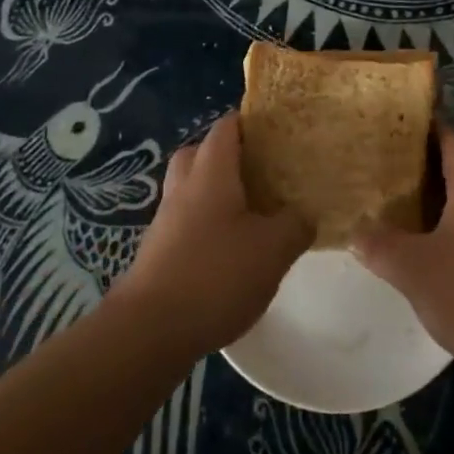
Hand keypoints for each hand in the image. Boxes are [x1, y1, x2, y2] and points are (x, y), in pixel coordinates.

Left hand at [112, 114, 310, 356]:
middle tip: (261, 170)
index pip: (226, 127)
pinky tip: (231, 249)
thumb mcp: (273, 249)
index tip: (278, 131)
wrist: (149, 331)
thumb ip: (295, 225)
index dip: (251, 122)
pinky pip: (186, 220)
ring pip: (191, 188)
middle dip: (229, 155)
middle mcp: (184, 187)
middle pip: (201, 152)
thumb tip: (304, 214)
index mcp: (211, 172)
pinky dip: (207, 223)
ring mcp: (166, 220)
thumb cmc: (215, 276)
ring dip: (217, 191)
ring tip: (252, 211)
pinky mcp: (159, 251)